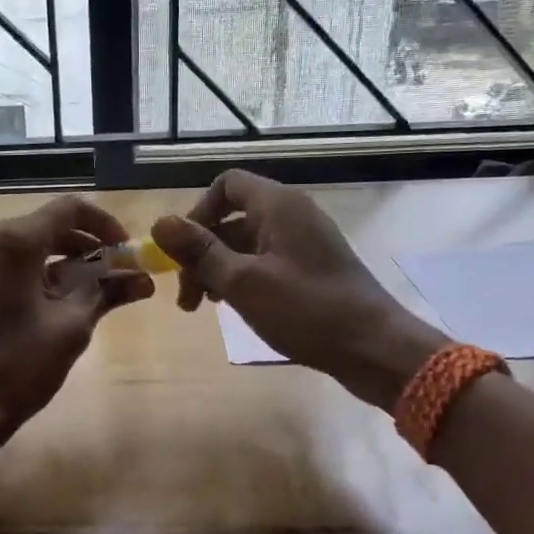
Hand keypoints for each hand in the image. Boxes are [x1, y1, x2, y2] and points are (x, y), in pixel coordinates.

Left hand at [0, 195, 153, 441]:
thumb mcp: (72, 328)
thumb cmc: (19, 367)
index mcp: (13, 241)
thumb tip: (143, 280)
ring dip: (54, 259)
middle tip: (112, 272)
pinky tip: (36, 299)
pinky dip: (23, 272)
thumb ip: (107, 292)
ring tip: (81, 289)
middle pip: (43, 225)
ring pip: (19, 245)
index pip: (69, 209)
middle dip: (82, 244)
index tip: (124, 249)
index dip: (104, 223)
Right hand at [151, 170, 446, 409]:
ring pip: (246, 244)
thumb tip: (159, 222)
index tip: (183, 253)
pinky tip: (235, 308)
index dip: (197, 213)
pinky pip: (265, 261)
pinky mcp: (312, 268)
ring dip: (218, 270)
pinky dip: (243, 279)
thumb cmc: (306, 310)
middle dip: (202, 253)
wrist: (374, 348)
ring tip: (205, 308)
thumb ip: (200, 251)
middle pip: (232, 218)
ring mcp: (304, 242)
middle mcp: (292, 214)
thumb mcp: (242, 282)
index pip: (226, 185)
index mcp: (278, 206)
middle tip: (187, 298)